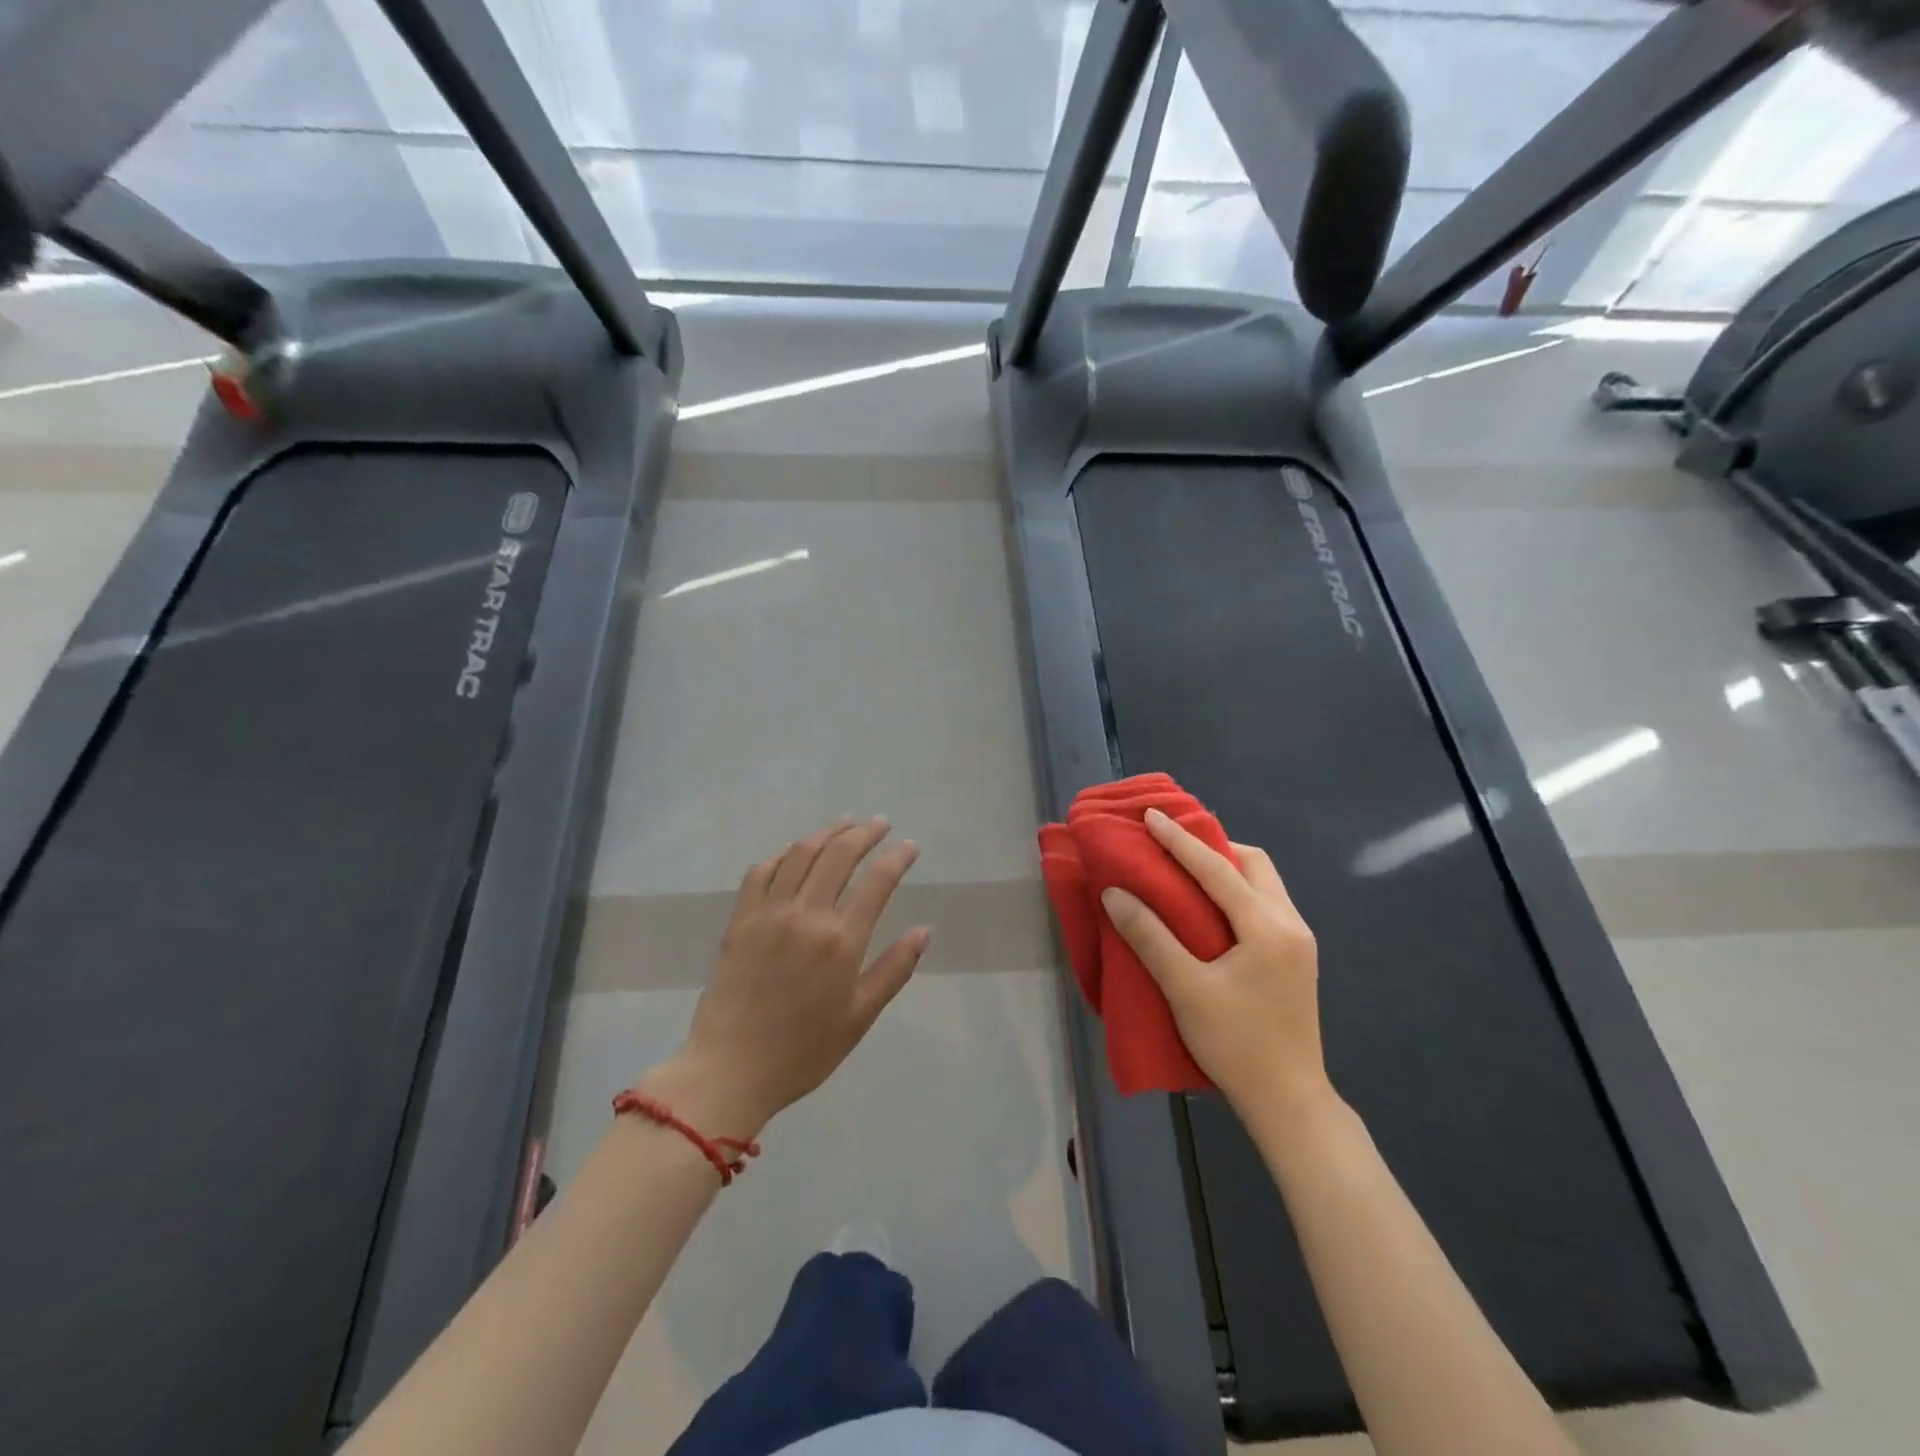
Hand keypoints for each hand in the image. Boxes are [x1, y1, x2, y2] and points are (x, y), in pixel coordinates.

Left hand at [658, 818, 927, 1135]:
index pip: (877, 881)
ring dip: (825, 834)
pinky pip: (761, 872)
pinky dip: (782, 855)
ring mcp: (768, 913)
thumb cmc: (804, 1051)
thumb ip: (894, 969)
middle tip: (879, 824)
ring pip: (800, 854)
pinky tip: (793, 854)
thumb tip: (924, 930)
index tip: (910, 846)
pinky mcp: (740, 920)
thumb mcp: (860, 1017)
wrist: (730, 1070)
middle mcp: (806, 915)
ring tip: (843, 825)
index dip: (897, 857)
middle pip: (838, 856)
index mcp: (841, 941)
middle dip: (864, 834)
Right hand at [1101, 808, 1333, 1121]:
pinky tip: (1211, 908)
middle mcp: (1291, 924)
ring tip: (1187, 872)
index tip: (1152, 815)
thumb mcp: (1186, 990)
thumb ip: (1150, 937)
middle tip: (1173, 846)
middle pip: (1254, 865)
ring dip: (1227, 869)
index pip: (1218, 869)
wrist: (1289, 1102)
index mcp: (1268, 927)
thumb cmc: (1236, 1044)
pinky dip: (1237, 891)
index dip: (1180, 841)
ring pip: (1264, 884)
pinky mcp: (1296, 959)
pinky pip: (1265, 904)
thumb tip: (1115, 894)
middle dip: (1214, 847)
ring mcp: (1299, 942)